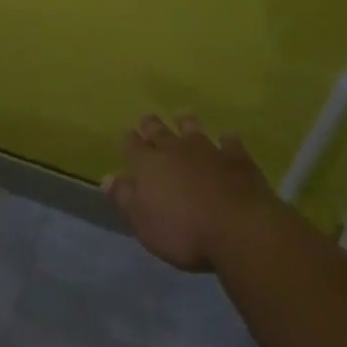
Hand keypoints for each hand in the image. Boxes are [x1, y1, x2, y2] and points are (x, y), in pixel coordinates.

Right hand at [103, 114, 281, 271]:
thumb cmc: (183, 232)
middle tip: (148, 119)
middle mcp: (175, 150)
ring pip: (193, 130)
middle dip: (151, 125)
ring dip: (186, 122)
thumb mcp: (143, 223)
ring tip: (183, 115)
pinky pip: (229, 142)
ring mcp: (208, 150)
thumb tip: (107, 177)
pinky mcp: (237, 159)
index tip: (127, 134)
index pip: (133, 146)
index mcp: (148, 165)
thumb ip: (125, 198)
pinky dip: (227, 138)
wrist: (238, 228)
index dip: (129, 140)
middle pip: (159, 131)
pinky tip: (227, 136)